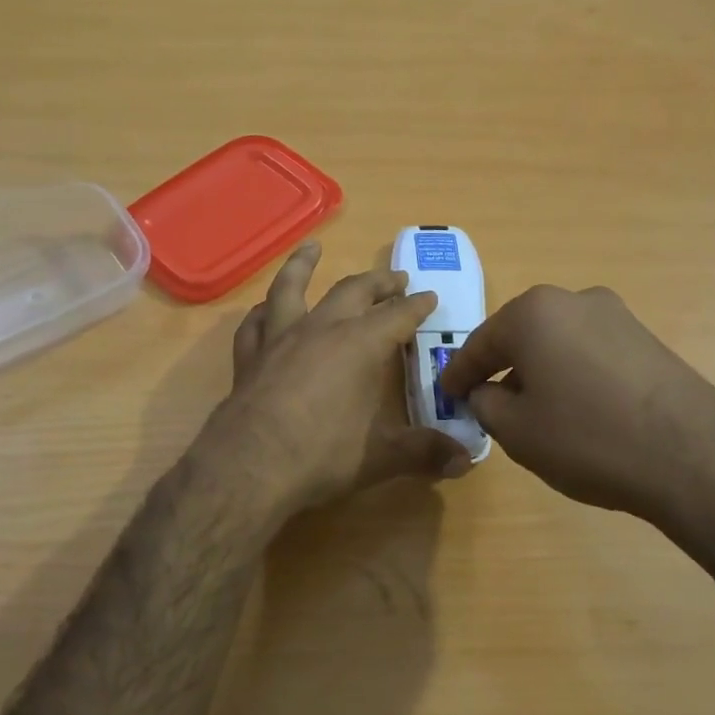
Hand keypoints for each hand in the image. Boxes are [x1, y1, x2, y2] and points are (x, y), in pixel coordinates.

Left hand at [207, 244, 472, 514]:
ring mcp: (280, 339)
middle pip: (353, 292)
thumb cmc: (322, 455)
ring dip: (303, 265)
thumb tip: (466, 461)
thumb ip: (424, 453)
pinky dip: (262, 312)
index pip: (397, 316)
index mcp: (360, 345)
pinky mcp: (249, 357)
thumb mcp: (381, 457)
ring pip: (291, 288)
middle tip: (396, 278)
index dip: (417, 306)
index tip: (430, 297)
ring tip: (312, 248)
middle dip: (378, 282)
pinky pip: (255, 323)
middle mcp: (321, 329)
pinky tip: (263, 310)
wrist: (250, 466)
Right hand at [439, 285, 714, 557]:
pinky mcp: (648, 338)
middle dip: (501, 367)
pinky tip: (578, 408)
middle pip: (521, 335)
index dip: (459, 374)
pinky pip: (591, 352)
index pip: (479, 344)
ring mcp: (617, 316)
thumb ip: (484, 403)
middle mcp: (575, 300)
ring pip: (558, 342)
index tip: (446, 395)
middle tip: (486, 400)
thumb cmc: (587, 438)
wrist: (692, 457)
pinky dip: (573, 373)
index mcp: (533, 312)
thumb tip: (487, 391)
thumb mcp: (515, 430)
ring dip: (539, 370)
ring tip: (534, 408)